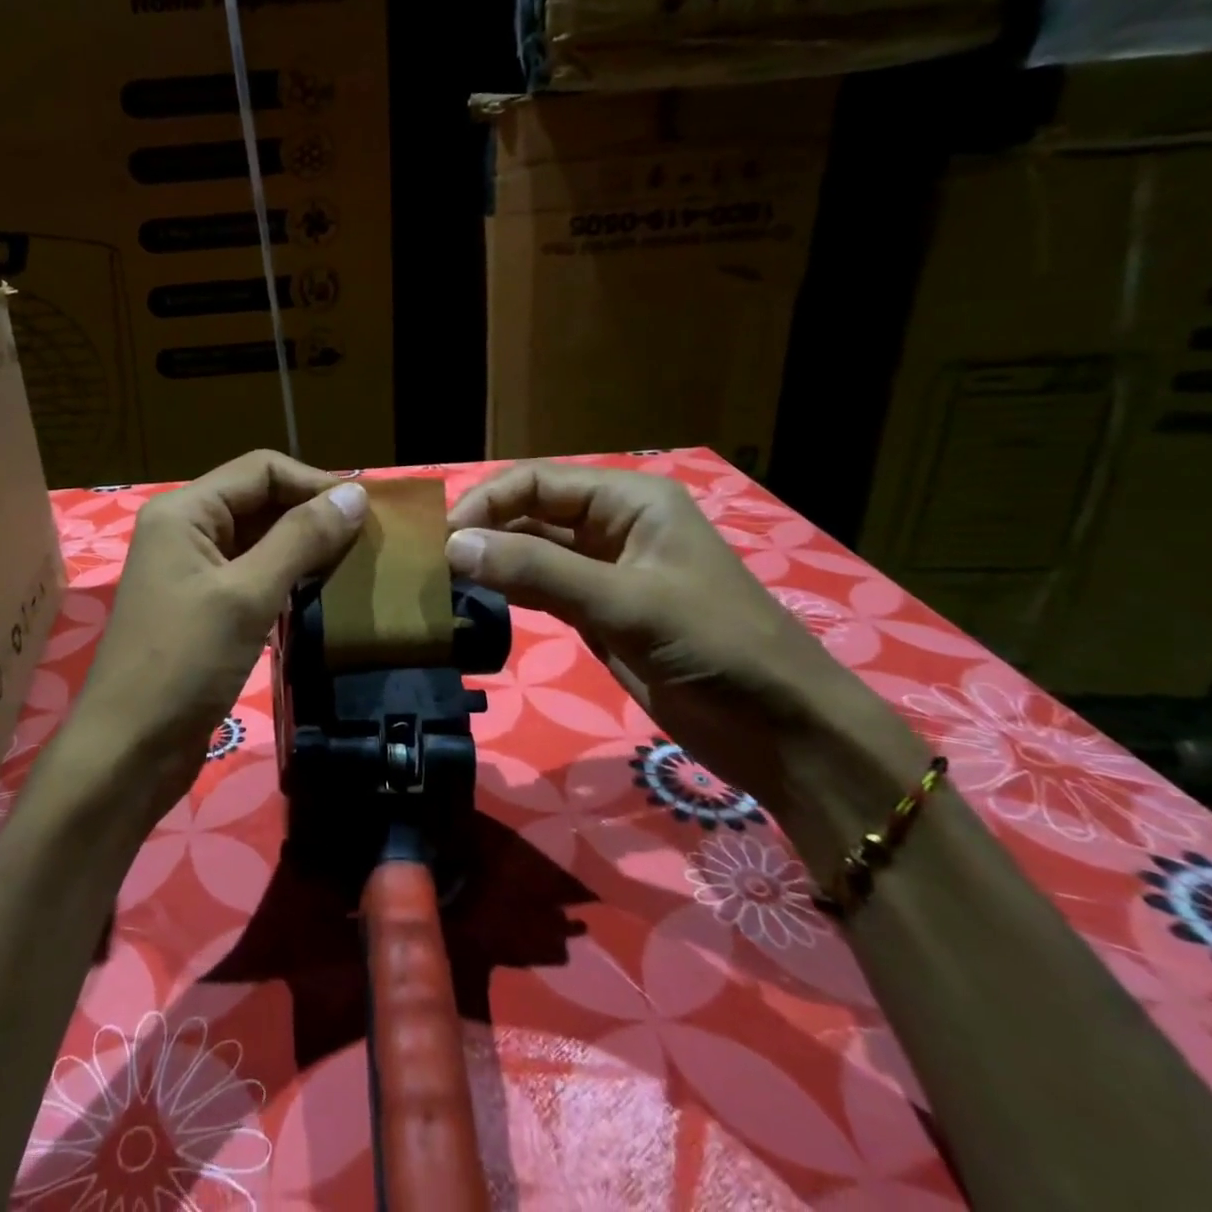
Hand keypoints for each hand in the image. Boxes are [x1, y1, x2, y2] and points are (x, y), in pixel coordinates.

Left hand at [61, 451, 367, 829]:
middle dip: (311, 514)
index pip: (261, 469)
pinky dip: (287, 577)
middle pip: (260, 500)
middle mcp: (186, 530)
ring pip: (259, 538)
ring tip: (353, 565)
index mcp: (185, 512)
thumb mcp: (247, 595)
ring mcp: (193, 570)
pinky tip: (320, 593)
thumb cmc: (183, 663)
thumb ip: (301, 539)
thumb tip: (355, 494)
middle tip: (366, 541)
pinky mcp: (204, 606)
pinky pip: (253, 574)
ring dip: (303, 546)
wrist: (130, 751)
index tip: (365, 513)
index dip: (314, 483)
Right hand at [445, 462, 921, 828]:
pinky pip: (541, 589)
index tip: (441, 539)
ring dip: (491, 563)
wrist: (780, 730)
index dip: (486, 503)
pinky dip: (507, 593)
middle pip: (530, 513)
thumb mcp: (625, 603)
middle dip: (483, 532)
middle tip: (431, 564)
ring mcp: (604, 571)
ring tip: (442, 582)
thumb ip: (537, 572)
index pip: (537, 482)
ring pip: (531, 552)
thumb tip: (454, 546)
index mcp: (629, 500)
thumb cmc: (715, 645)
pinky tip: (474, 603)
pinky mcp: (598, 612)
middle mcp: (612, 525)